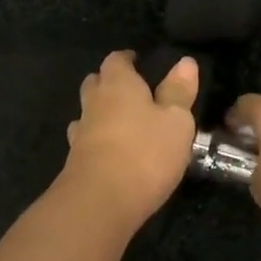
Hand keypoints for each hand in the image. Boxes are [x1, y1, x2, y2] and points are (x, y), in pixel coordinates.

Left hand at [61, 50, 198, 229]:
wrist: (100, 202)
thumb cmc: (145, 152)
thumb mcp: (176, 121)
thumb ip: (179, 91)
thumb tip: (185, 62)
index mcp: (118, 85)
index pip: (116, 60)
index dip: (126, 59)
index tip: (138, 61)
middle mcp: (94, 103)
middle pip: (95, 83)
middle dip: (109, 82)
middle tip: (130, 88)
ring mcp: (81, 133)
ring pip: (87, 112)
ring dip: (101, 112)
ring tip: (121, 120)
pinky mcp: (76, 162)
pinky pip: (86, 140)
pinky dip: (98, 139)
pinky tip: (111, 149)